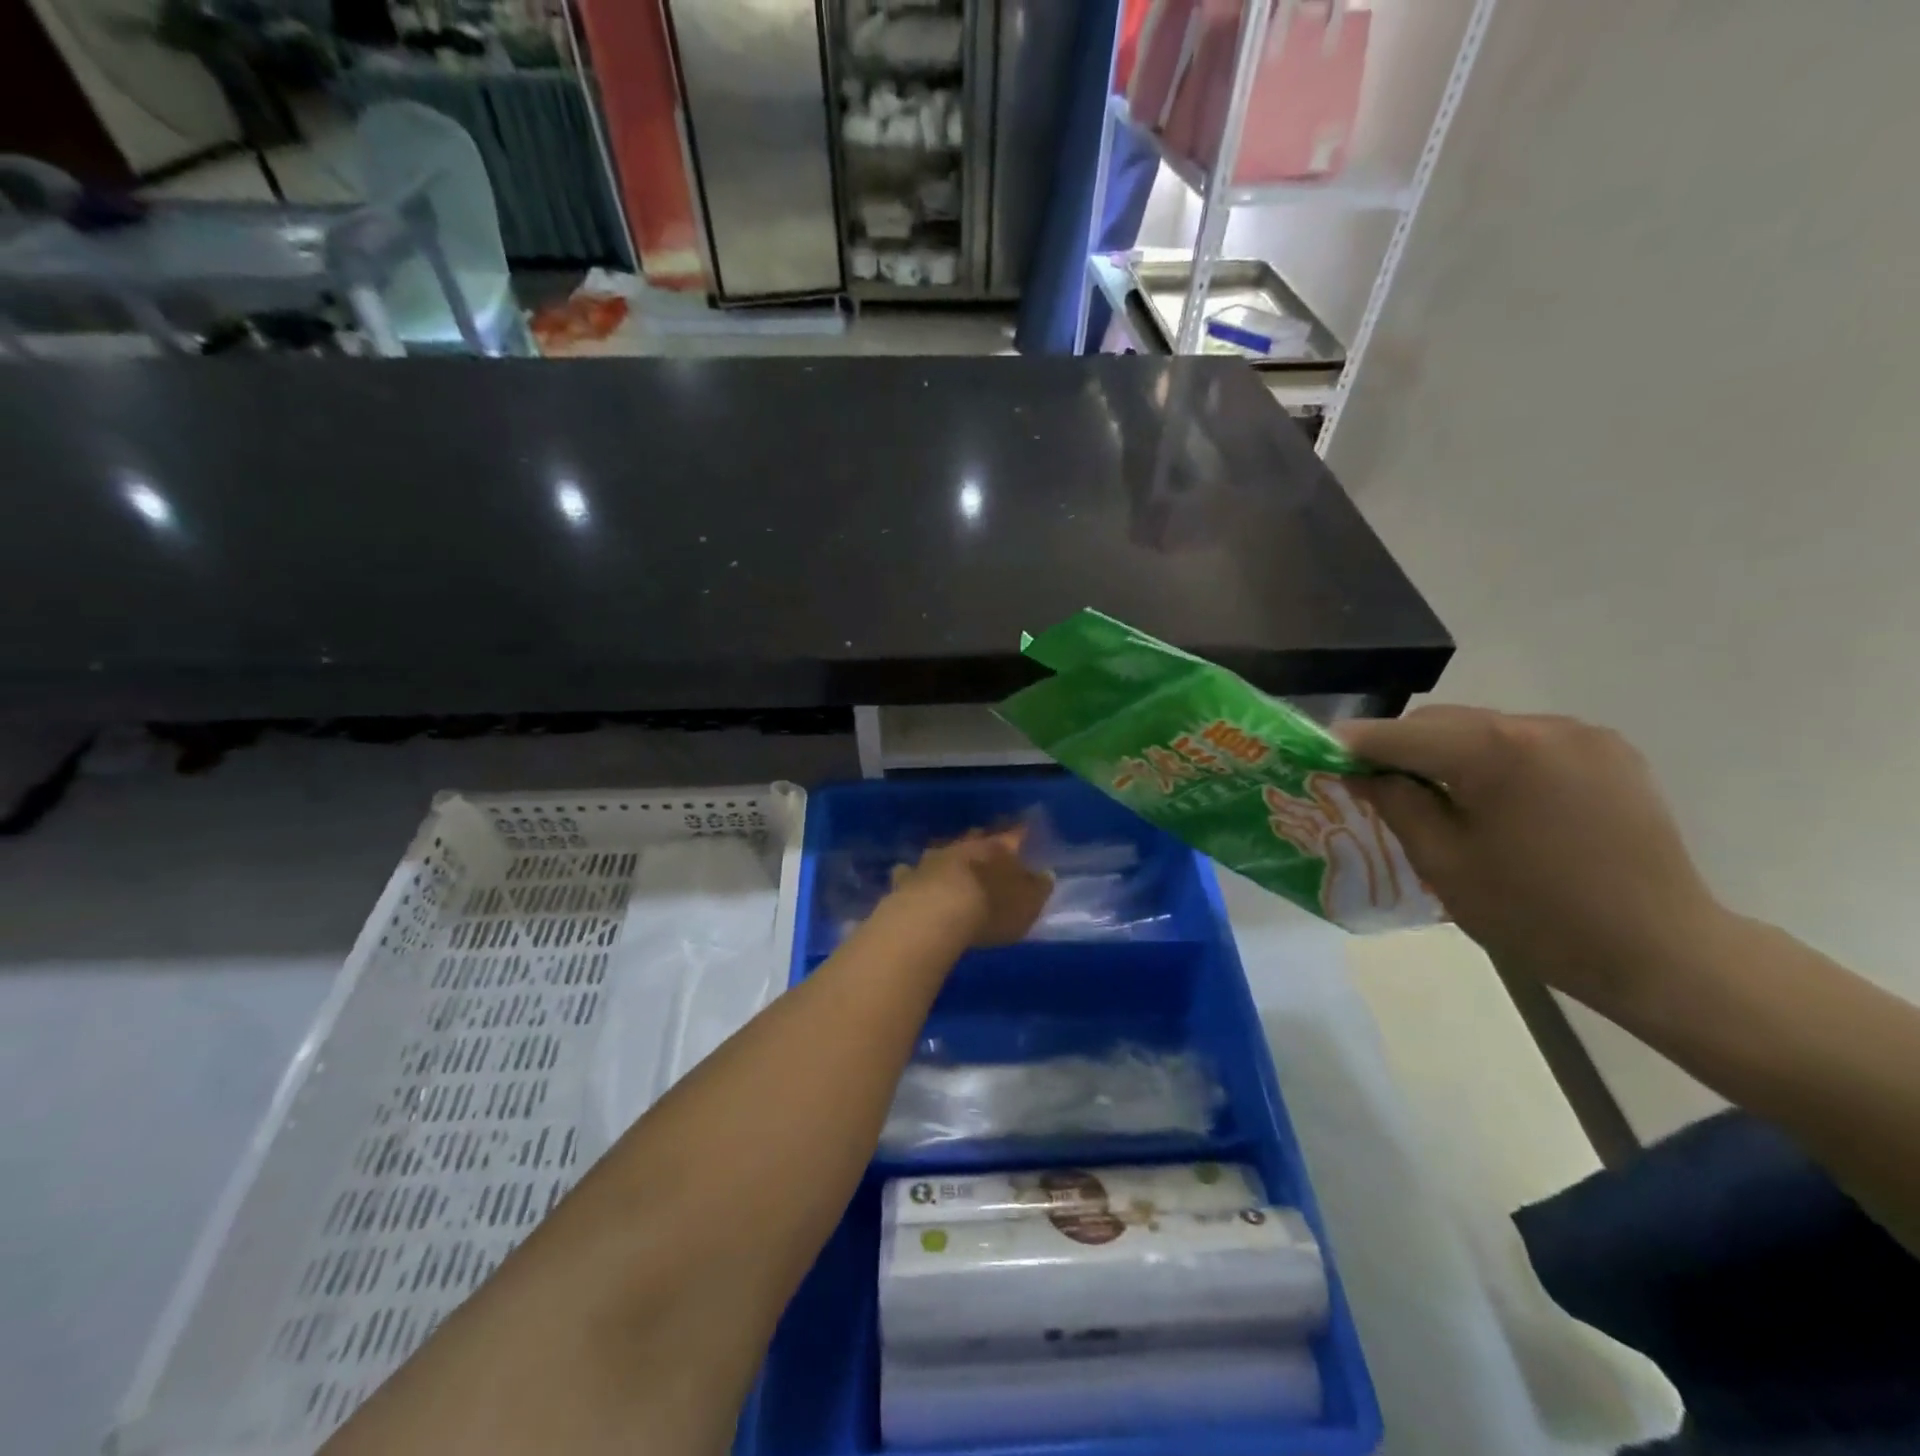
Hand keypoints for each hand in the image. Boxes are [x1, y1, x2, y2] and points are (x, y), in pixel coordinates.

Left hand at [887, 828, 1053, 947]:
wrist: (934, 916)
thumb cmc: (990, 910)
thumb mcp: (1027, 905)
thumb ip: (1038, 888)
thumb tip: (1045, 874)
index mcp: (997, 850)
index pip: (1013, 836)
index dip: (1019, 833)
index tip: (1024, 828)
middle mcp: (964, 848)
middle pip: (976, 838)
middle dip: (982, 841)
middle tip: (987, 843)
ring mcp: (932, 860)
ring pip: (943, 850)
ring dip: (949, 855)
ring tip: (952, 860)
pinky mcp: (907, 878)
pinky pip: (911, 872)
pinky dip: (914, 874)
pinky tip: (911, 877)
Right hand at [1339, 707, 1729, 1017]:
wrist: (1663, 953)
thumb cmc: (1537, 915)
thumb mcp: (1444, 862)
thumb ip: (1396, 804)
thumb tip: (1364, 773)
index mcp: (1494, 751)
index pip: (1400, 734)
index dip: (1353, 744)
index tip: (1319, 754)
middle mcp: (1539, 725)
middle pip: (1442, 722)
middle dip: (1400, 748)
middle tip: (1372, 784)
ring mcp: (1581, 735)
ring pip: (1483, 728)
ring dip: (1447, 752)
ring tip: (1435, 795)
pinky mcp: (1609, 752)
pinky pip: (1526, 741)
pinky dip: (1493, 759)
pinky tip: (1494, 798)